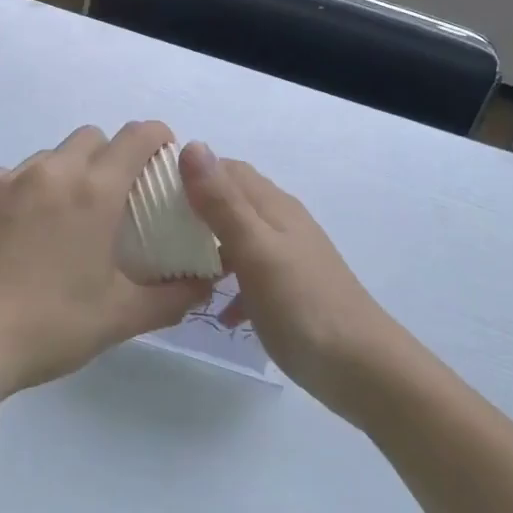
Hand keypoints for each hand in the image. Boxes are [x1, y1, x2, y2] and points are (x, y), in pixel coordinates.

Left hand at [0, 122, 213, 398]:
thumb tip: (206, 282)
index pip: (137, 136)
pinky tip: (21, 231)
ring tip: (64, 219)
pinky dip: (28, 189)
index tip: (163, 159)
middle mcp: (52, 171)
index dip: (157, 137)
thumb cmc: (47, 325)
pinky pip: (12, 176)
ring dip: (68, 173)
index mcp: (94, 190)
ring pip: (51, 156)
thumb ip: (172, 297)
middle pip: (93, 137)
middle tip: (114, 199)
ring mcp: (7, 180)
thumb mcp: (118, 318)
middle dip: (111, 155)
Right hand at [179, 142, 400, 416]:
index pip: (226, 169)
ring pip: (240, 239)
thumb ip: (222, 202)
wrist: (361, 367)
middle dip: (196, 210)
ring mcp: (289, 257)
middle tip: (154, 231)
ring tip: (176, 270)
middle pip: (233, 201)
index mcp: (273, 206)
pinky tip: (222, 314)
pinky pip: (253, 276)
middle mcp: (282, 223)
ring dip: (211, 249)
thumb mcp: (255, 250)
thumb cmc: (302, 304)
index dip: (191, 172)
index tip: (151, 191)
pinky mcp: (292, 290)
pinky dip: (232, 287)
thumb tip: (193, 146)